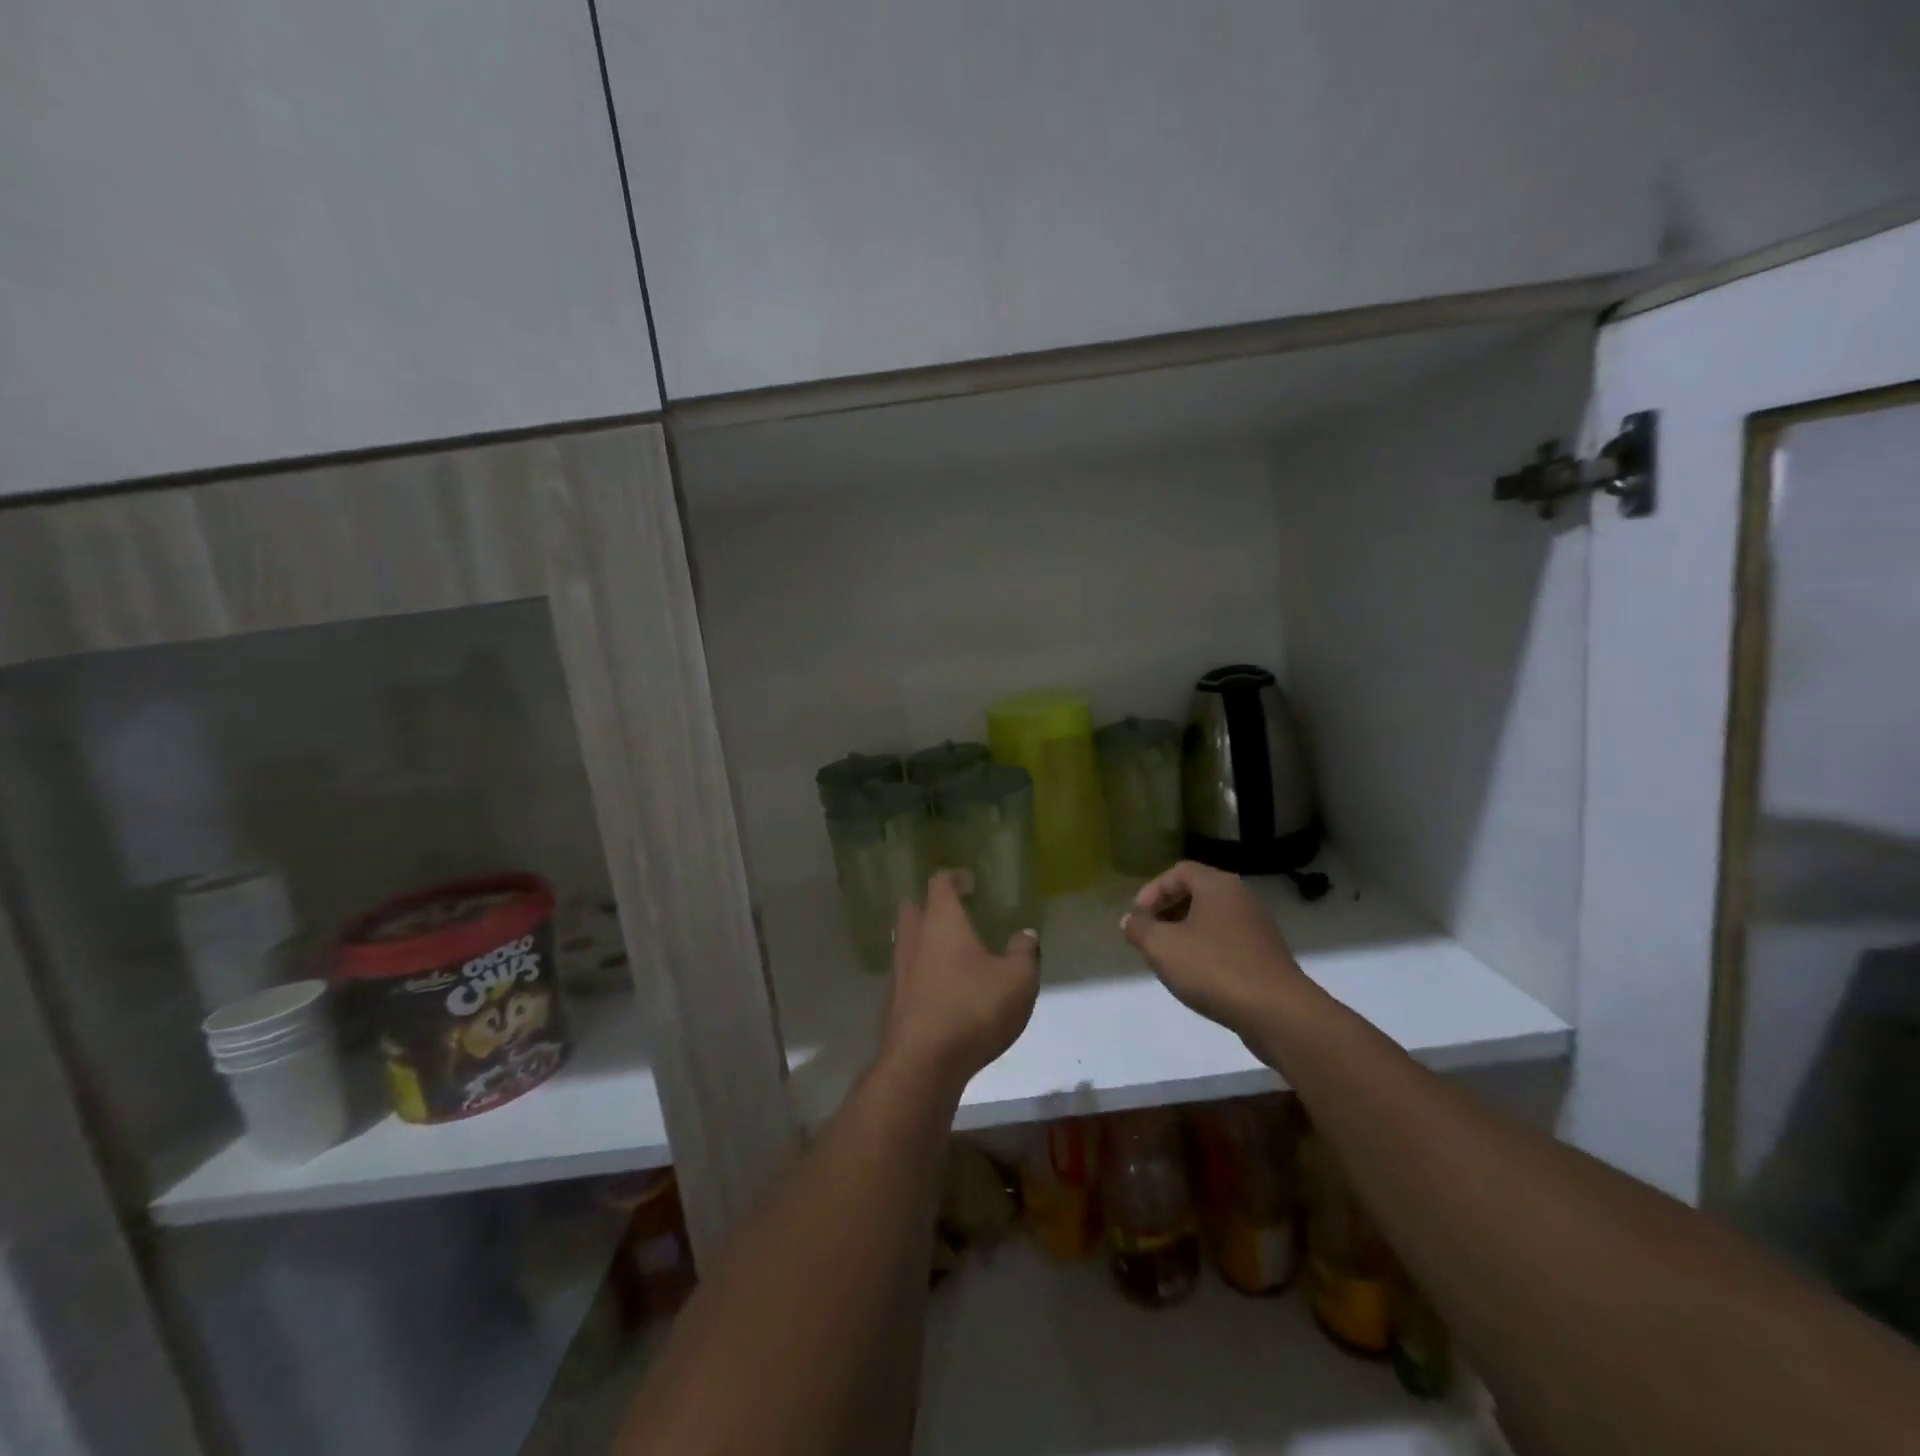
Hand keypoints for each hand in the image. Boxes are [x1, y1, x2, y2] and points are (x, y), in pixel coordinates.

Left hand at [877, 872, 1040, 1100]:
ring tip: (950, 953)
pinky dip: (921, 975)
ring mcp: (898, 971)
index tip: (969, 882)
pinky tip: (940, 990)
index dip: (954, 878)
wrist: (922, 1063)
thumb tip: (1026, 934)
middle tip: (954, 914)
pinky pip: (906, 975)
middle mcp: (913, 938)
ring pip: (906, 943)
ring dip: (923, 942)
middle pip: (912, 908)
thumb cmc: (972, 1008)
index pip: (940, 883)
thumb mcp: (1017, 979)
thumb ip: (1024, 952)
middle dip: (929, 907)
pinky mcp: (893, 1003)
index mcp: (941, 921)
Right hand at [1121, 861, 1308, 1039]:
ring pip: (1213, 919)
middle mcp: (1242, 898)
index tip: (1138, 916)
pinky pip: (1228, 941)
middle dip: (1168, 911)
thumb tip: (1131, 920)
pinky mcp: (1266, 955)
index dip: (1153, 890)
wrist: (1277, 1012)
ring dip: (1187, 932)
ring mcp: (1258, 927)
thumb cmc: (1214, 969)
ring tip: (1169, 958)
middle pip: (1198, 893)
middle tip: (1150, 935)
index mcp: (1218, 885)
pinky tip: (1197, 976)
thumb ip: (1140, 929)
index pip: (1179, 871)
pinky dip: (1207, 950)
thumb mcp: (1162, 947)